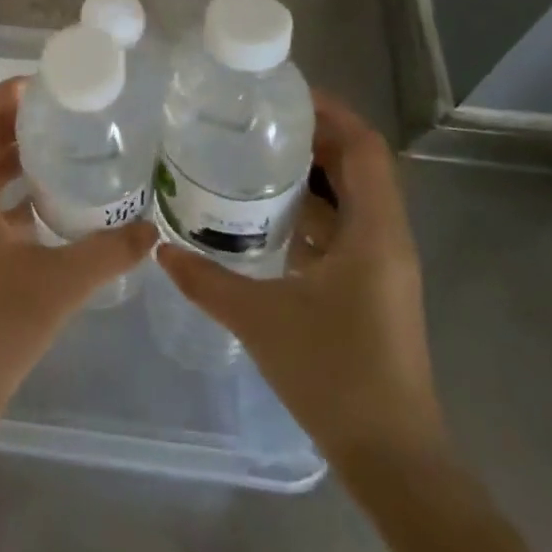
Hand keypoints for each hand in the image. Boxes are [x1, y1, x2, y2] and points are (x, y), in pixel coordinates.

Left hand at [0, 78, 156, 428]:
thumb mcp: (60, 283)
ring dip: (15, 157)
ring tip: (63, 148)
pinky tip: (52, 205)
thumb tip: (153, 229)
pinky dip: (13, 194)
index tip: (46, 88)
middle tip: (64, 114)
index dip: (4, 94)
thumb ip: (109, 252)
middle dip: (16, 122)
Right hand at [158, 90, 446, 479]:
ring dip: (312, 173)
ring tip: (254, 156)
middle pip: (359, 166)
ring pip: (353, 198)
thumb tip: (161, 250)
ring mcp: (382, 265)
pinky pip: (346, 228)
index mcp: (375, 232)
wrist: (391, 457)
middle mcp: (387, 238)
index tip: (283, 94)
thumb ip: (206, 279)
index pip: (365, 148)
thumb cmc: (334, 374)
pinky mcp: (372, 287)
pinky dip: (313, 210)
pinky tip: (267, 215)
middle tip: (256, 121)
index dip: (331, 113)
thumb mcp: (260, 319)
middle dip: (313, 137)